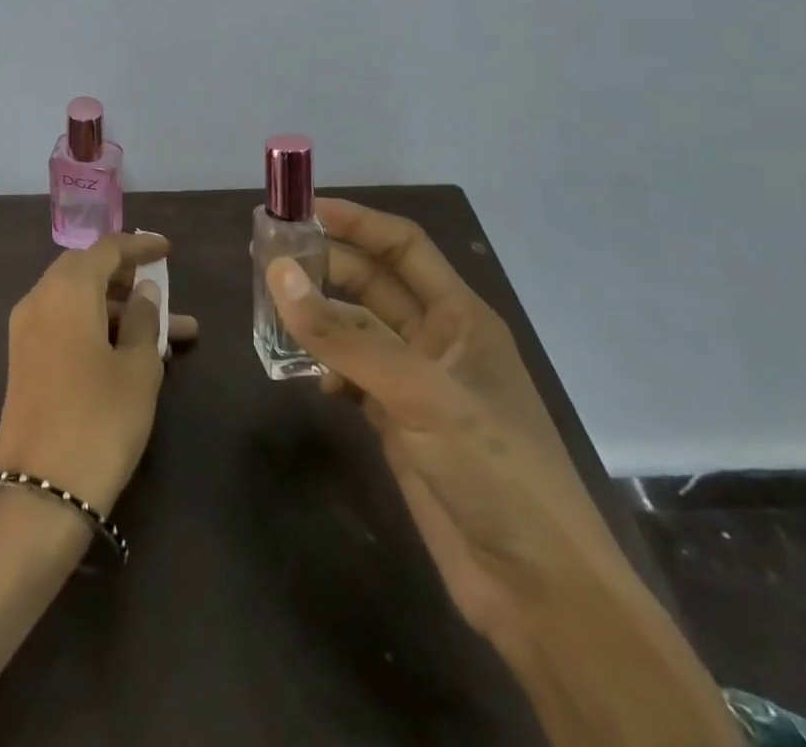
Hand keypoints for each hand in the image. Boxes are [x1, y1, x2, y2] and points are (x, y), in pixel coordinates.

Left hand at [0, 231, 196, 515]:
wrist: (40, 493)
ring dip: (120, 313)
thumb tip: (144, 291)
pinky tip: (135, 354)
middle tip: (165, 293)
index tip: (168, 249)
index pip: (106, 249)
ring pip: (80, 303)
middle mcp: (40, 299)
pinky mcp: (26, 362)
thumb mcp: (137, 368)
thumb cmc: (99, 419)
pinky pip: (66, 327)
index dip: (139, 245)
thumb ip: (143, 319)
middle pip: (88, 272)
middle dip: (129, 280)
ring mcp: (27, 332)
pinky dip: (99, 330)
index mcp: (66, 289)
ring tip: (172, 337)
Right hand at [292, 198, 621, 641]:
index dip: (355, 221)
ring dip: (318, 318)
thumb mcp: (418, 392)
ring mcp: (416, 384)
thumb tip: (278, 273)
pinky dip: (326, 368)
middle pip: (372, 283)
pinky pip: (351, 376)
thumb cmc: (493, 470)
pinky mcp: (398, 424)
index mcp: (460, 316)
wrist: (539, 593)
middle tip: (266, 259)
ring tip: (271, 310)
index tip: (299, 211)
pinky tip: (309, 379)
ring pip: (355, 330)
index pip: (403, 245)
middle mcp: (437, 340)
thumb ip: (343, 336)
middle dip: (325, 266)